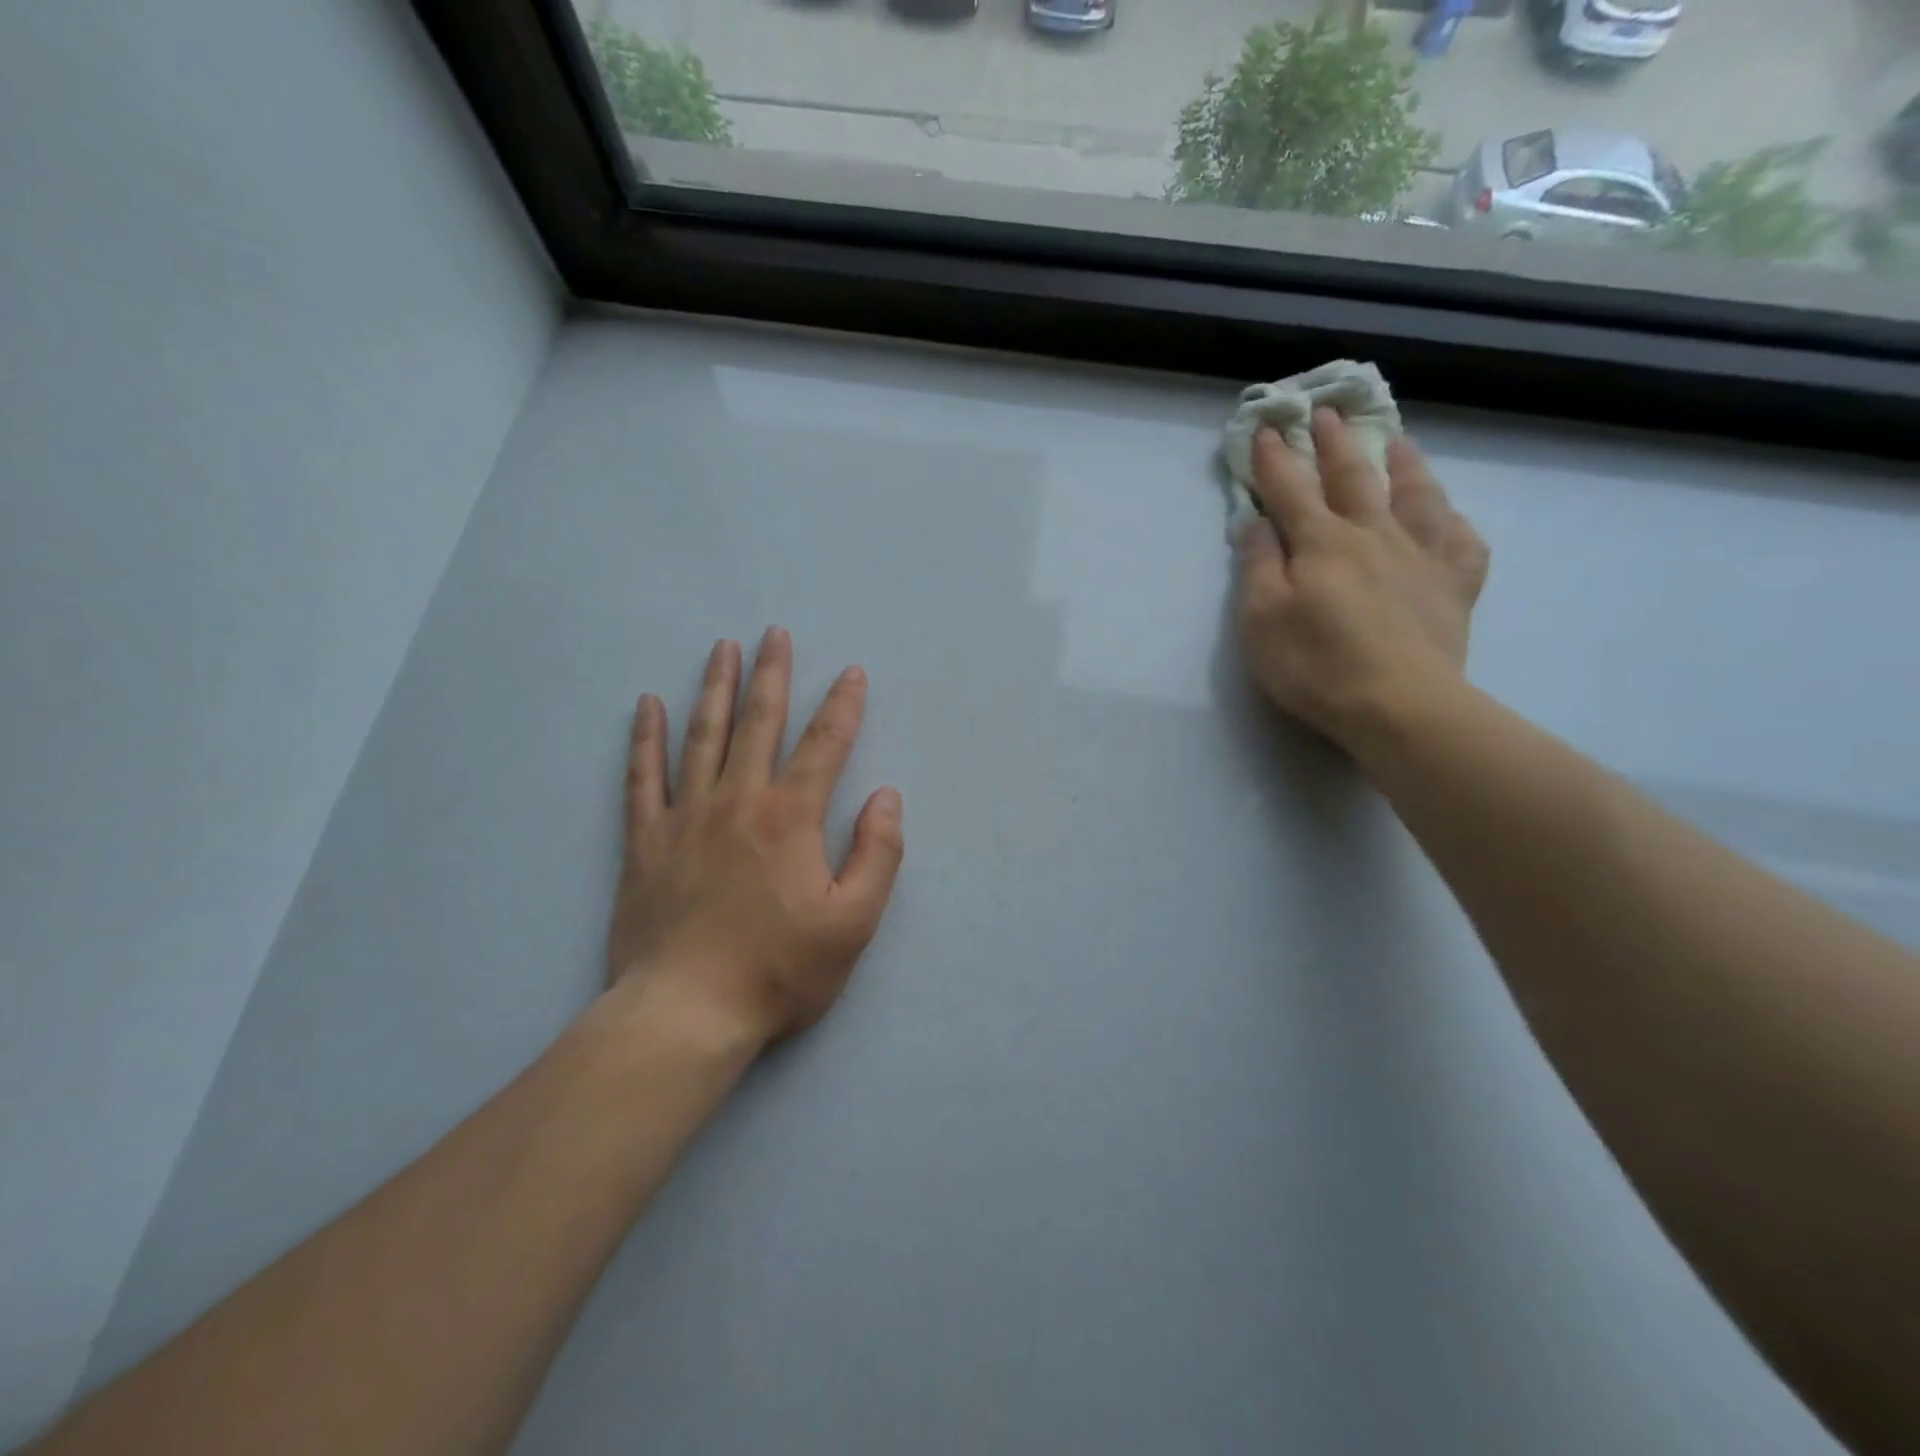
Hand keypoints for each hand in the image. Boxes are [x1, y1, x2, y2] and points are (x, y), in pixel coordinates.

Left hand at [606, 629, 904, 1048]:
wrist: (685, 1014)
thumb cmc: (778, 971)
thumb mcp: (854, 923)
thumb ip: (877, 854)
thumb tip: (886, 795)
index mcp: (792, 818)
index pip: (825, 745)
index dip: (843, 705)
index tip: (851, 672)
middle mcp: (739, 800)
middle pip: (759, 722)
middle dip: (772, 674)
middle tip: (774, 632)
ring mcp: (686, 816)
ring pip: (703, 735)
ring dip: (716, 687)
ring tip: (723, 648)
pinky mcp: (645, 840)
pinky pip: (642, 776)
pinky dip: (646, 738)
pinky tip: (648, 705)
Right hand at [1236, 409, 1489, 751]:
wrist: (1399, 706)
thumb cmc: (1316, 664)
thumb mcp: (1261, 618)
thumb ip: (1258, 565)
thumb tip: (1258, 521)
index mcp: (1321, 542)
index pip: (1291, 488)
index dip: (1276, 457)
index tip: (1267, 426)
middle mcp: (1373, 535)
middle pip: (1353, 477)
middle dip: (1335, 442)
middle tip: (1328, 411)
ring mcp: (1422, 557)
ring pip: (1417, 495)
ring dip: (1404, 464)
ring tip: (1398, 442)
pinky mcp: (1454, 587)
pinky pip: (1463, 543)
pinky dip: (1455, 524)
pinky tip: (1451, 519)